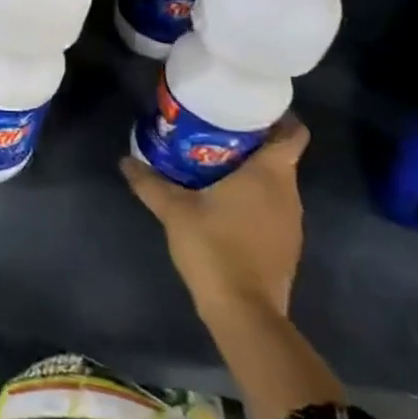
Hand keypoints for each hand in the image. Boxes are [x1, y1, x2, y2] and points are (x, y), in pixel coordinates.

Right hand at [122, 116, 309, 322]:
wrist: (243, 309)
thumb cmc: (214, 246)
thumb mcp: (173, 209)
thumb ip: (149, 182)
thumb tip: (125, 160)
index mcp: (269, 174)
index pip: (292, 133)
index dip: (277, 117)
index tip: (247, 108)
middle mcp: (288, 193)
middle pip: (279, 155)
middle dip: (249, 141)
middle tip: (212, 131)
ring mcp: (291, 221)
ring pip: (275, 183)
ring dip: (249, 171)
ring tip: (211, 162)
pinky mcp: (284, 244)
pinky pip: (271, 206)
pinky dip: (252, 197)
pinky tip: (221, 201)